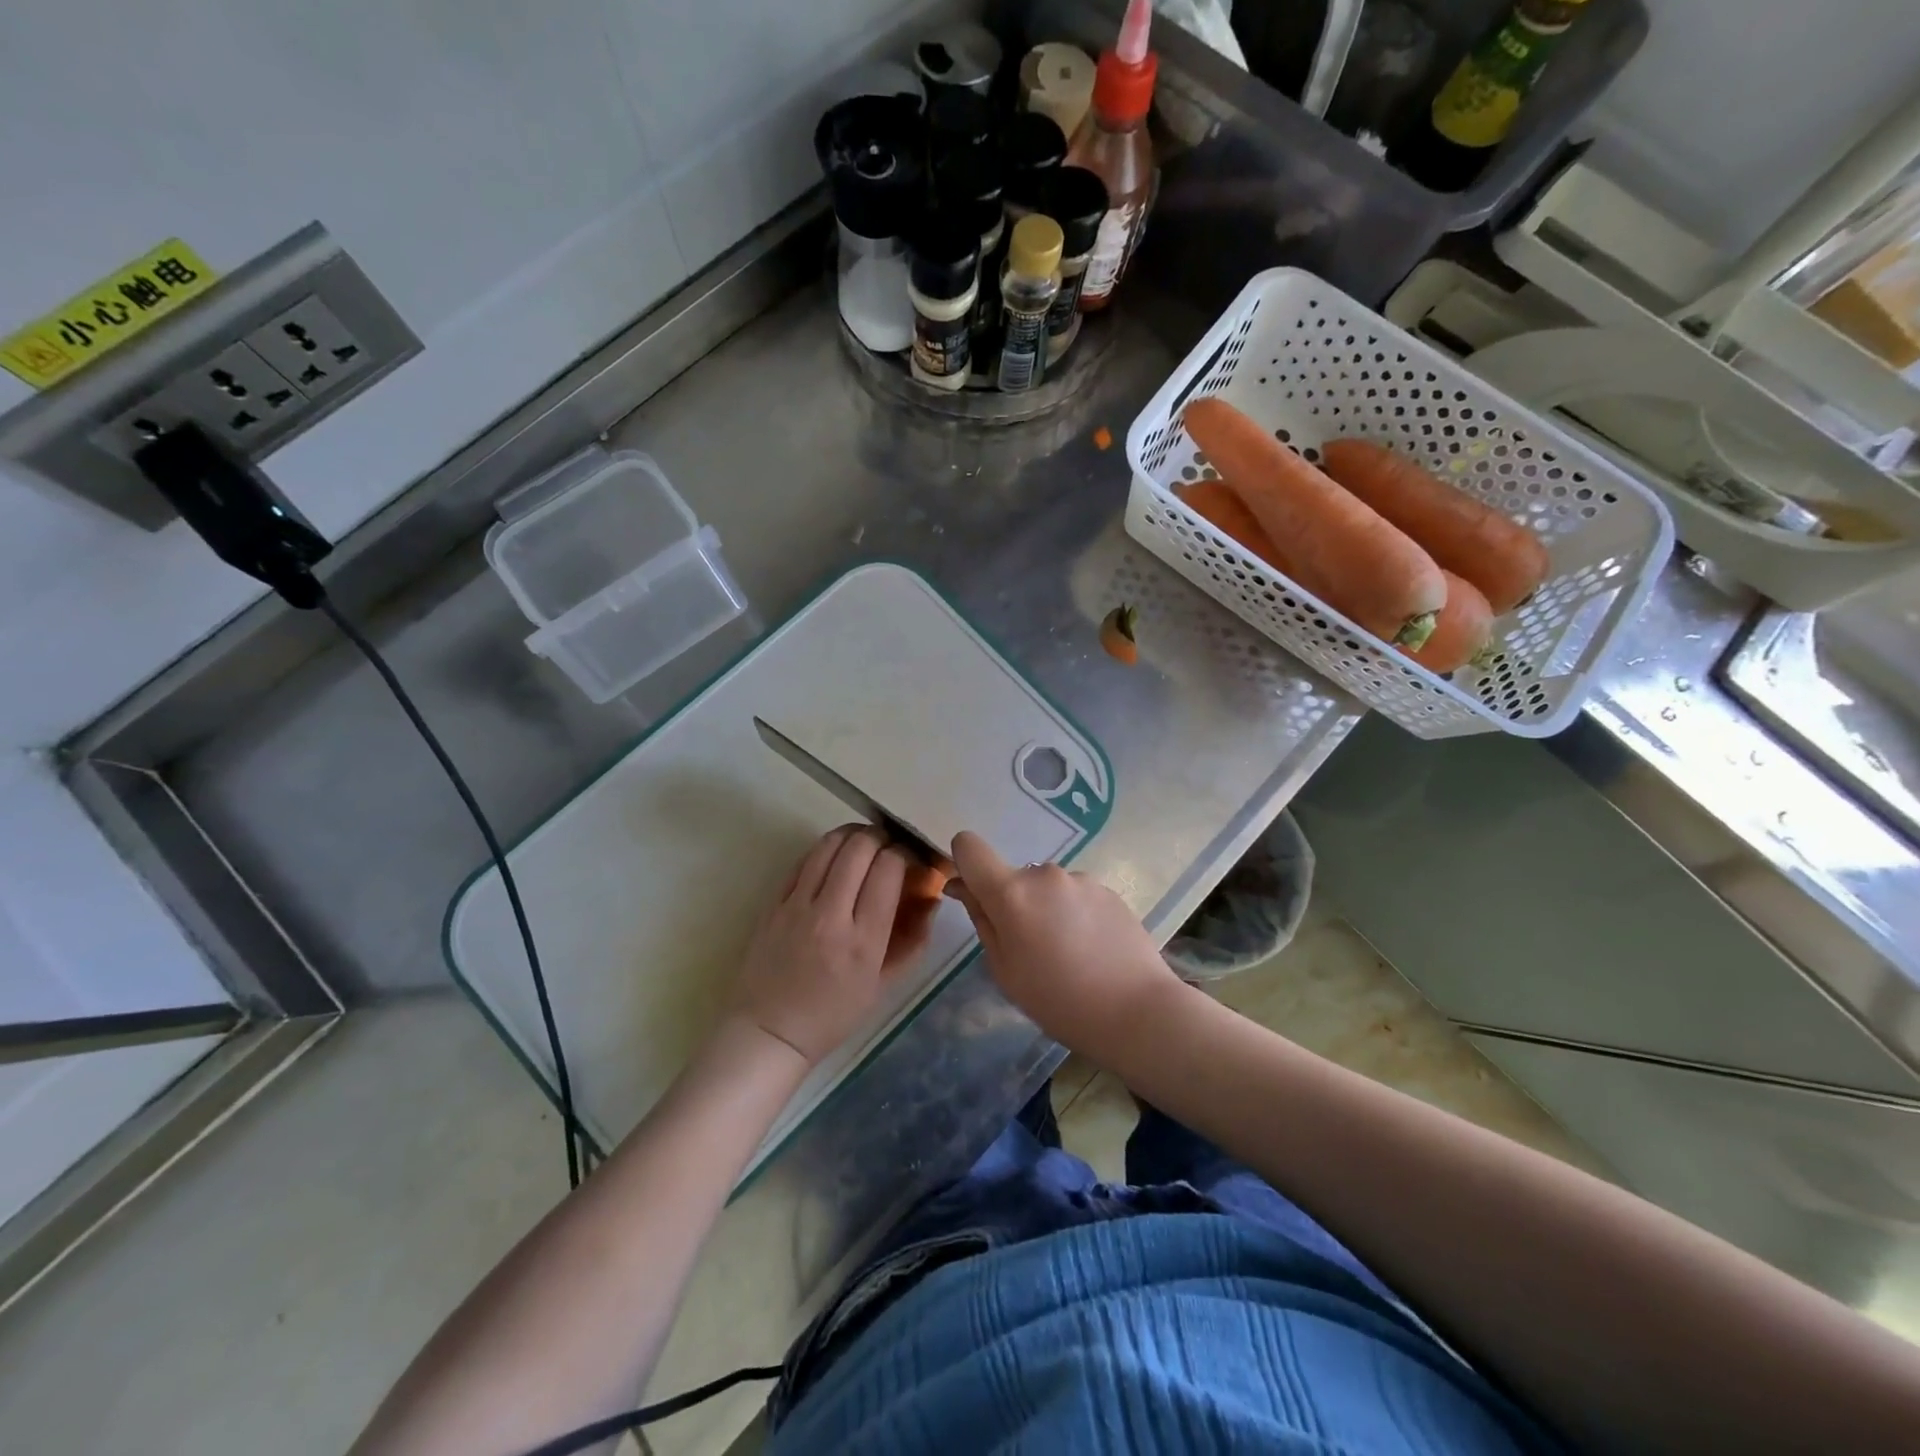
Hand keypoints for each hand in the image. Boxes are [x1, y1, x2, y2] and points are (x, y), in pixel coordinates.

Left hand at [728, 825, 937, 1064]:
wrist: (770, 1031)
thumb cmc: (833, 1015)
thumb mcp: (884, 985)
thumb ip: (913, 939)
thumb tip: (931, 897)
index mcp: (863, 940)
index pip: (889, 869)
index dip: (904, 854)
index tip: (910, 861)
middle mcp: (831, 915)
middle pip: (860, 847)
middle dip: (882, 839)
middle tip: (889, 848)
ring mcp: (797, 905)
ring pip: (829, 845)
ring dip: (852, 836)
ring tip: (864, 844)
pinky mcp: (774, 902)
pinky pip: (803, 860)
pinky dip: (825, 850)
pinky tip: (834, 858)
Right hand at [947, 831, 1182, 1057]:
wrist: (1137, 1011)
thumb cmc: (1058, 1000)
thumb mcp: (1004, 969)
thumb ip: (982, 919)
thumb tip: (962, 886)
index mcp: (1011, 892)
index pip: (970, 847)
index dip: (964, 864)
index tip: (974, 895)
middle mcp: (1044, 874)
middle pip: (1013, 877)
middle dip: (1013, 903)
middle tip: (1030, 948)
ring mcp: (1081, 879)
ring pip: (1047, 888)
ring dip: (1046, 909)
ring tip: (1068, 953)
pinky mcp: (1108, 890)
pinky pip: (1076, 896)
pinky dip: (1074, 915)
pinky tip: (1092, 949)